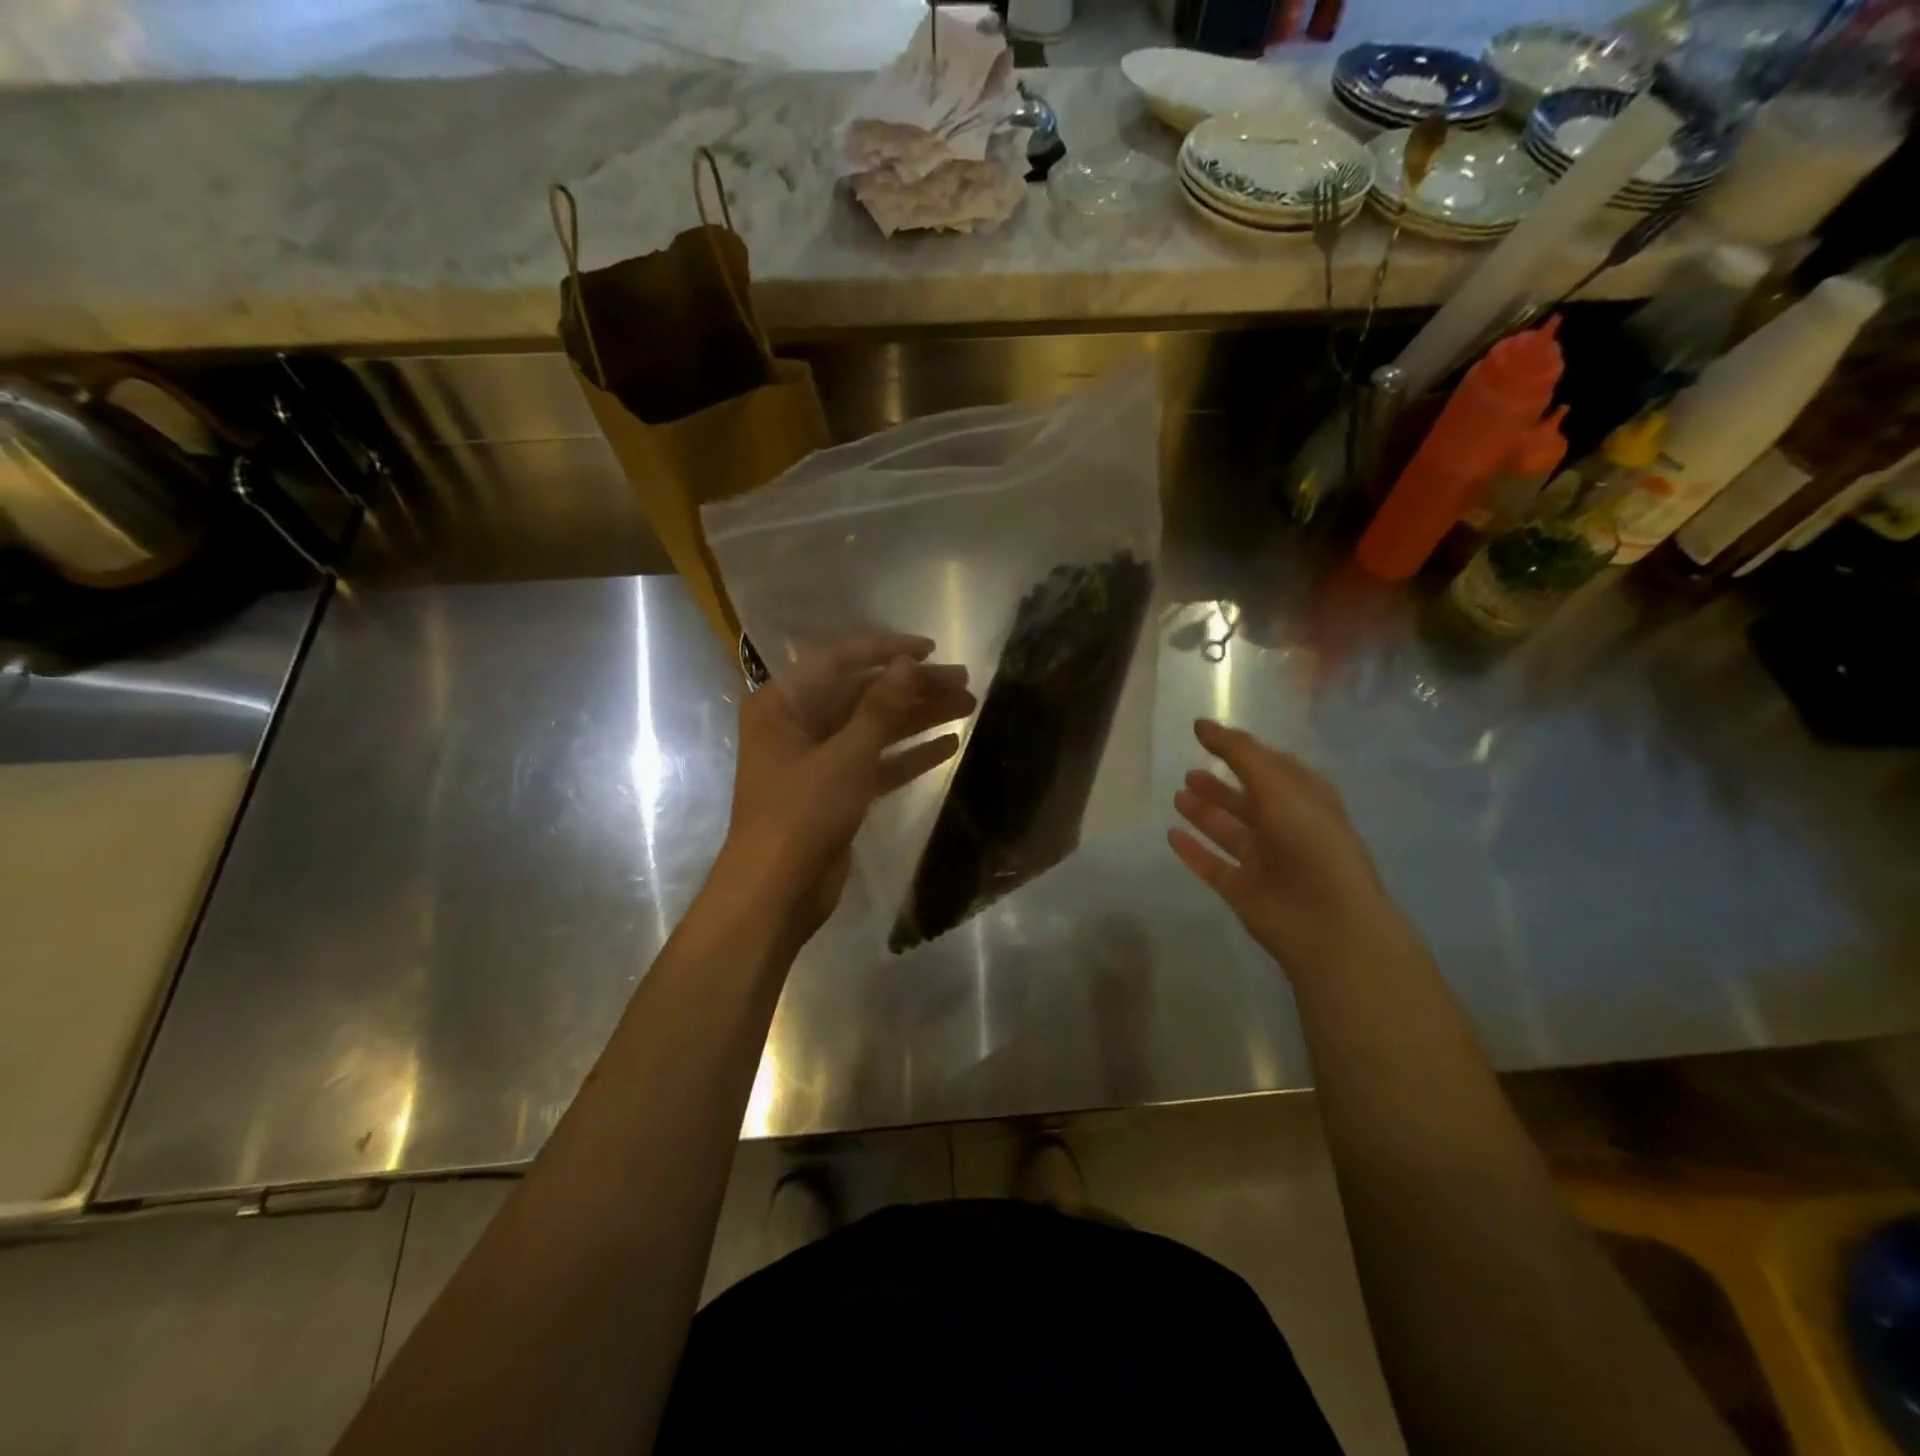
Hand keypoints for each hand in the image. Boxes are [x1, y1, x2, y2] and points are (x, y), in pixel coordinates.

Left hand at [718, 633, 975, 939]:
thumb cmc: (802, 813)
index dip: (887, 651)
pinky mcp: (835, 792)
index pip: (840, 661)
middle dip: (913, 689)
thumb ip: (880, 707)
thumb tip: (908, 663)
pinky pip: (876, 763)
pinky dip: (908, 755)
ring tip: (968, 706)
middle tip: (965, 682)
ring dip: (918, 718)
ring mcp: (817, 760)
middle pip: (863, 695)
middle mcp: (798, 724)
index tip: (931, 649)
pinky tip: (949, 745)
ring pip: (874, 729)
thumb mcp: (846, 756)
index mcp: (784, 704)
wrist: (775, 893)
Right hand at [1169, 718, 1411, 977]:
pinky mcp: (1243, 890)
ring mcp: (1264, 861)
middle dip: (1221, 786)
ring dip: (1205, 814)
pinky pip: (1212, 865)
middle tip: (1190, 772)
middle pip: (1248, 801)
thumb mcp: (1278, 786)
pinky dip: (1193, 851)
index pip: (1272, 767)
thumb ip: (1239, 753)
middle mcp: (1286, 828)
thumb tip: (1201, 724)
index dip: (1242, 751)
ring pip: (1229, 831)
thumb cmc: (1310, 842)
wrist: (1327, 920)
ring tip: (1178, 796)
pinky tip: (1172, 835)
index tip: (1206, 735)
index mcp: (1305, 800)